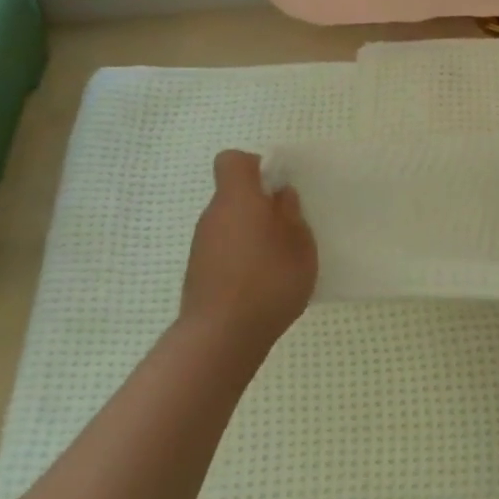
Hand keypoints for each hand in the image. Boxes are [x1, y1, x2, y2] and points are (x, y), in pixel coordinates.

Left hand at [180, 150, 317, 352]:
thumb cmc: (268, 281)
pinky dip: (240, 258)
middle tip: (287, 229)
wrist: (220, 337)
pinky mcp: (198, 273)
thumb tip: (280, 196)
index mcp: (238, 199)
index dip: (255, 167)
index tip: (277, 188)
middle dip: (259, 206)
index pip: (233, 161)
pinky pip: (223, 250)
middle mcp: (213, 216)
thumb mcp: (300, 246)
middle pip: (233, 196)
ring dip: (251, 234)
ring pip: (229, 225)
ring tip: (277, 261)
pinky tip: (260, 284)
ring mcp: (201, 246)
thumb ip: (292, 216)